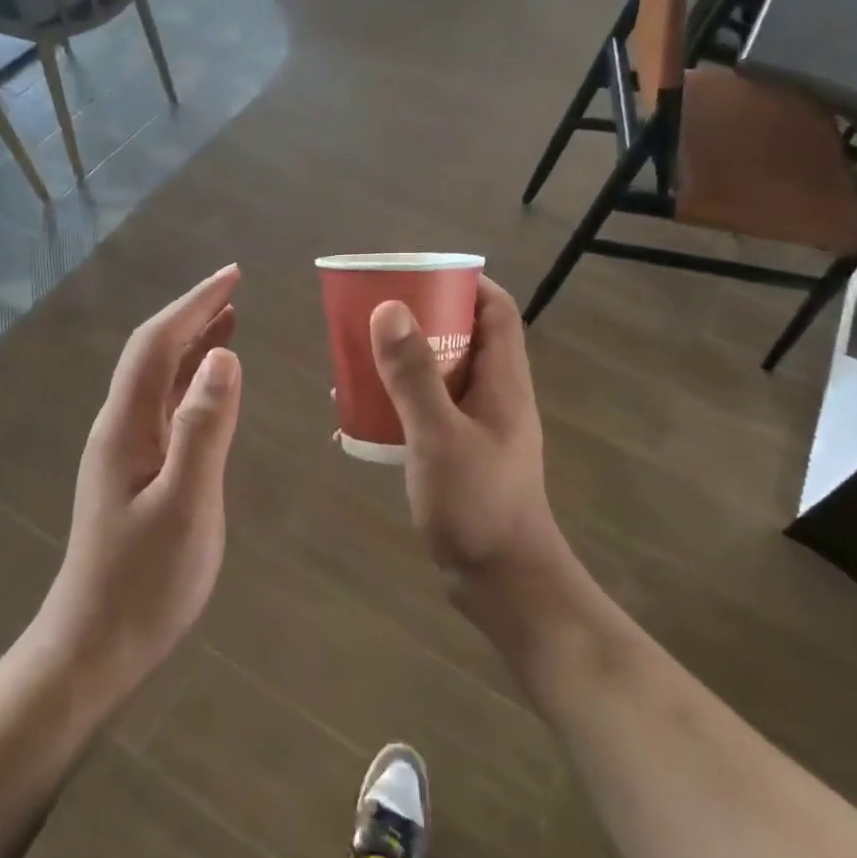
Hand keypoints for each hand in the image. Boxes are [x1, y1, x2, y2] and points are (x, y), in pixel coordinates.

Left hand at [35, 265, 242, 697]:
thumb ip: (205, 428)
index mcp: (127, 425)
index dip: (194, 304)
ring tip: (229, 322)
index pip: (158, 344)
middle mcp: (120, 427)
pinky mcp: (135, 474)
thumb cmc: (144, 581)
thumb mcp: (186, 504)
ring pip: (159, 380)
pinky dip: (190, 383)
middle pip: (154, 354)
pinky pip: (164, 409)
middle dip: (192, 315)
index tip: (232, 276)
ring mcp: (125, 452)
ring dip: (192, 345)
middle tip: (235, 290)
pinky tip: (210, 388)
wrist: (93, 646)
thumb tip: (224, 357)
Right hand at [369, 278, 576, 621]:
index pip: (496, 311)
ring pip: (437, 379)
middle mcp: (493, 397)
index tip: (417, 274)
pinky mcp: (457, 457)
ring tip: (353, 364)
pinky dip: (393, 409)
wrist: (501, 582)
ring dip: (399, 367)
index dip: (464, 283)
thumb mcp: (439, 435)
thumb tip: (388, 308)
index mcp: (502, 381)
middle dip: (419, 322)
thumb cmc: (478, 504)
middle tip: (372, 317)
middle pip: (461, 339)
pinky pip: (423, 416)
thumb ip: (413, 374)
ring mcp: (476, 429)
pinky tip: (354, 423)